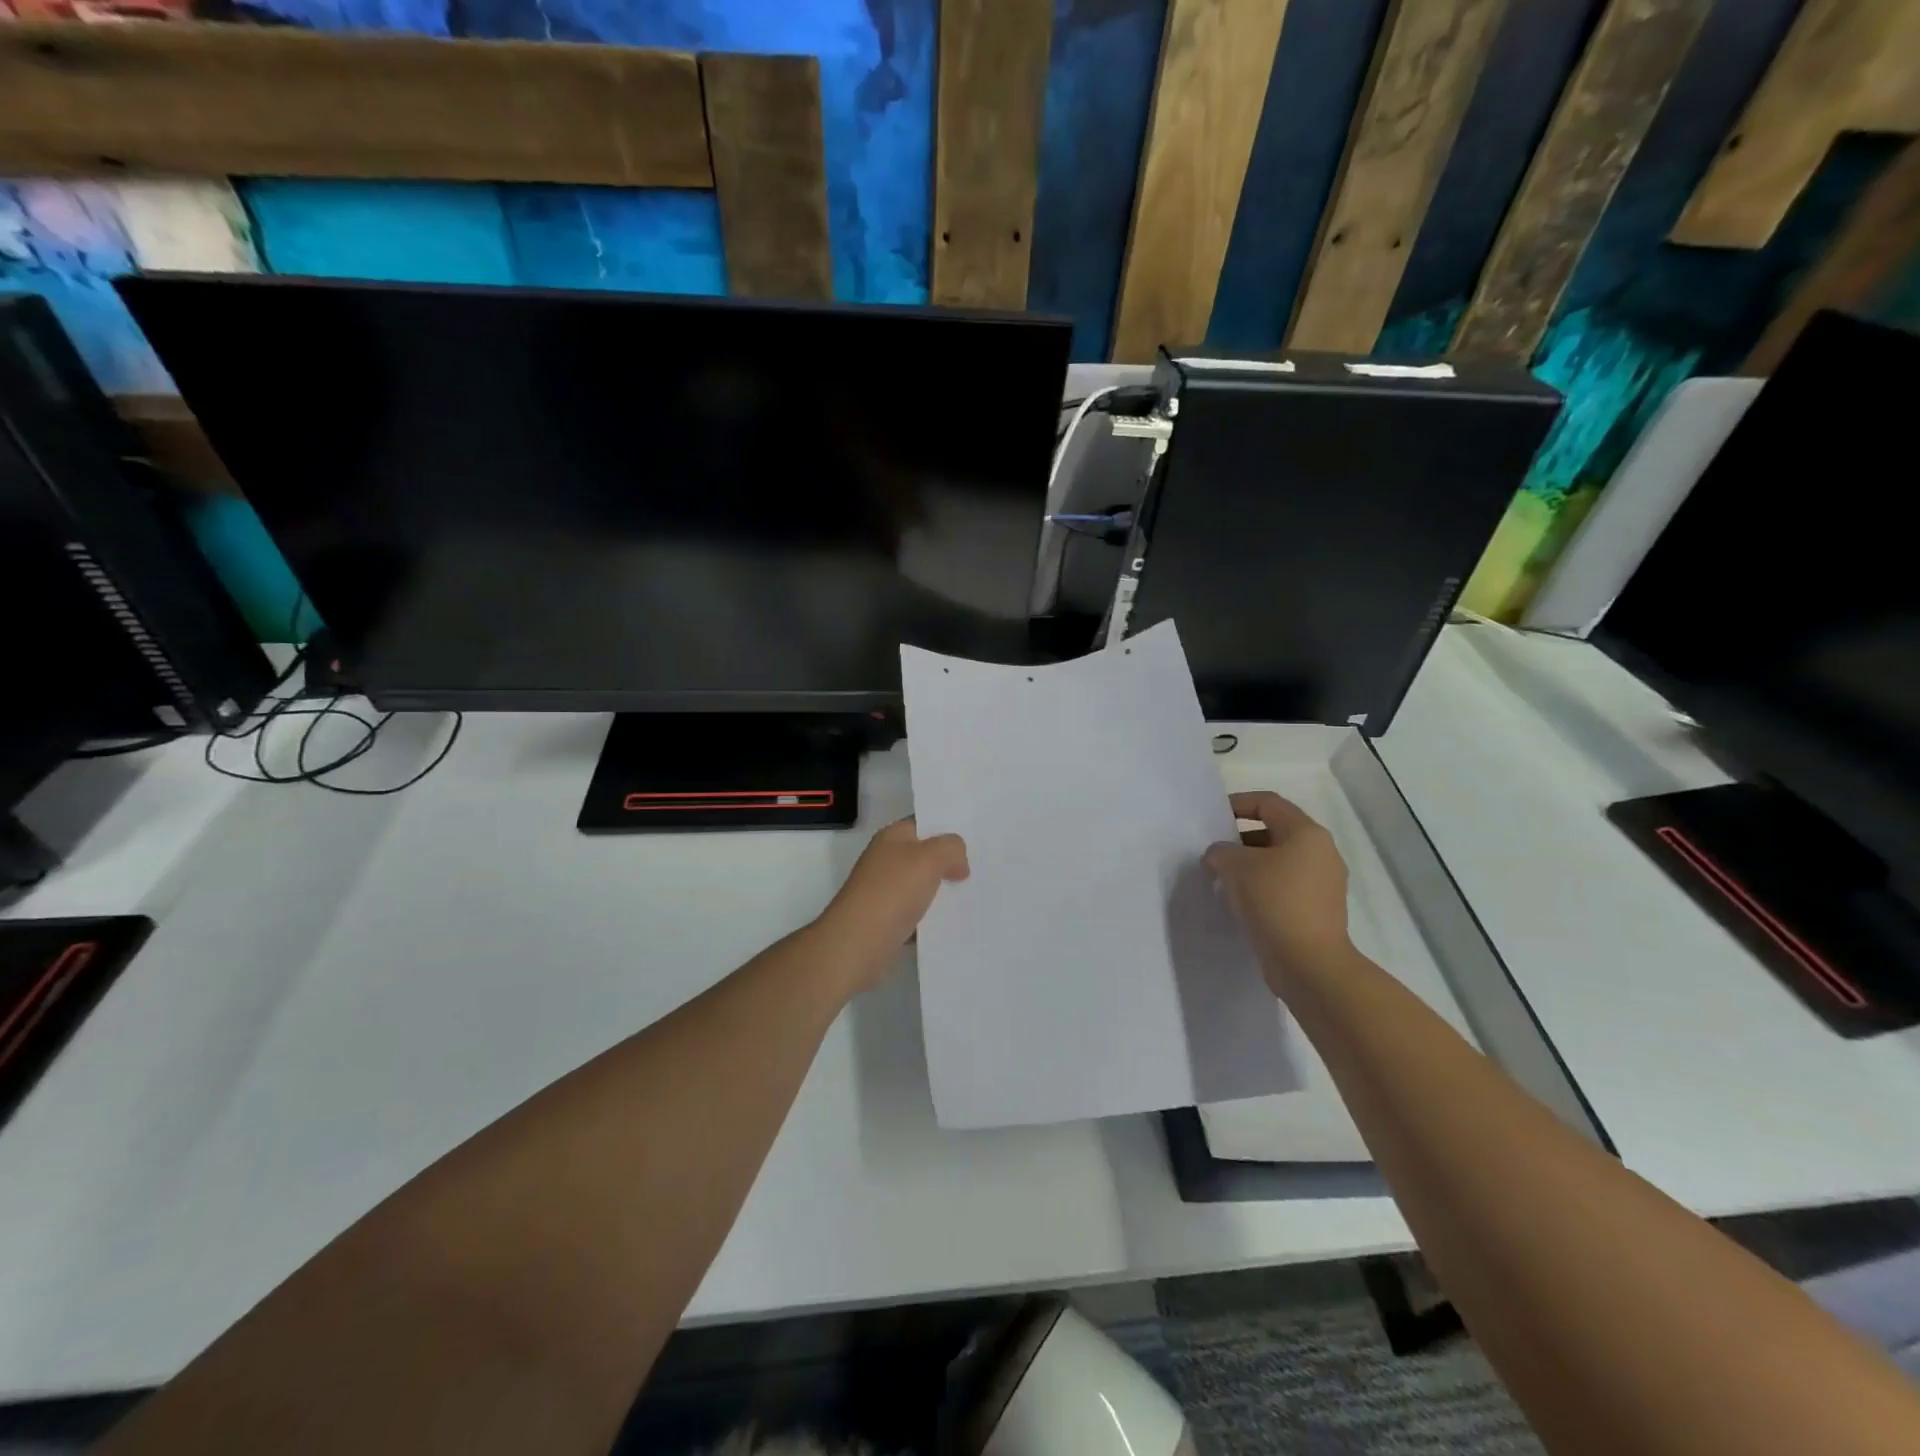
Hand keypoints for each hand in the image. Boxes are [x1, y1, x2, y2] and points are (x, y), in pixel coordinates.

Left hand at [814, 818, 969, 994]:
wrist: (858, 944)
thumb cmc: (893, 891)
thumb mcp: (930, 858)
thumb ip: (951, 849)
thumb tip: (958, 864)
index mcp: (892, 837)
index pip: (924, 822)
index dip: (949, 827)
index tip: (977, 837)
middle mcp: (886, 860)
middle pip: (925, 855)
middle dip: (951, 861)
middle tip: (983, 868)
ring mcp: (885, 891)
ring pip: (924, 885)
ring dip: (944, 891)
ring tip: (977, 894)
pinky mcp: (888, 920)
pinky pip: (919, 913)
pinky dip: (934, 917)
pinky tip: (956, 922)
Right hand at [1205, 791, 1352, 993]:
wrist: (1309, 963)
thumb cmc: (1274, 902)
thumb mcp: (1235, 867)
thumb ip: (1220, 851)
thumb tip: (1220, 856)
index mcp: (1306, 833)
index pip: (1268, 803)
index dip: (1238, 803)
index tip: (1213, 817)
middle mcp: (1322, 852)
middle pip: (1275, 831)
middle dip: (1241, 839)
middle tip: (1214, 852)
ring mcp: (1325, 883)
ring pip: (1280, 861)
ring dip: (1251, 865)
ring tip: (1223, 878)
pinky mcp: (1320, 909)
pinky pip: (1286, 886)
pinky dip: (1263, 887)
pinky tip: (1241, 902)